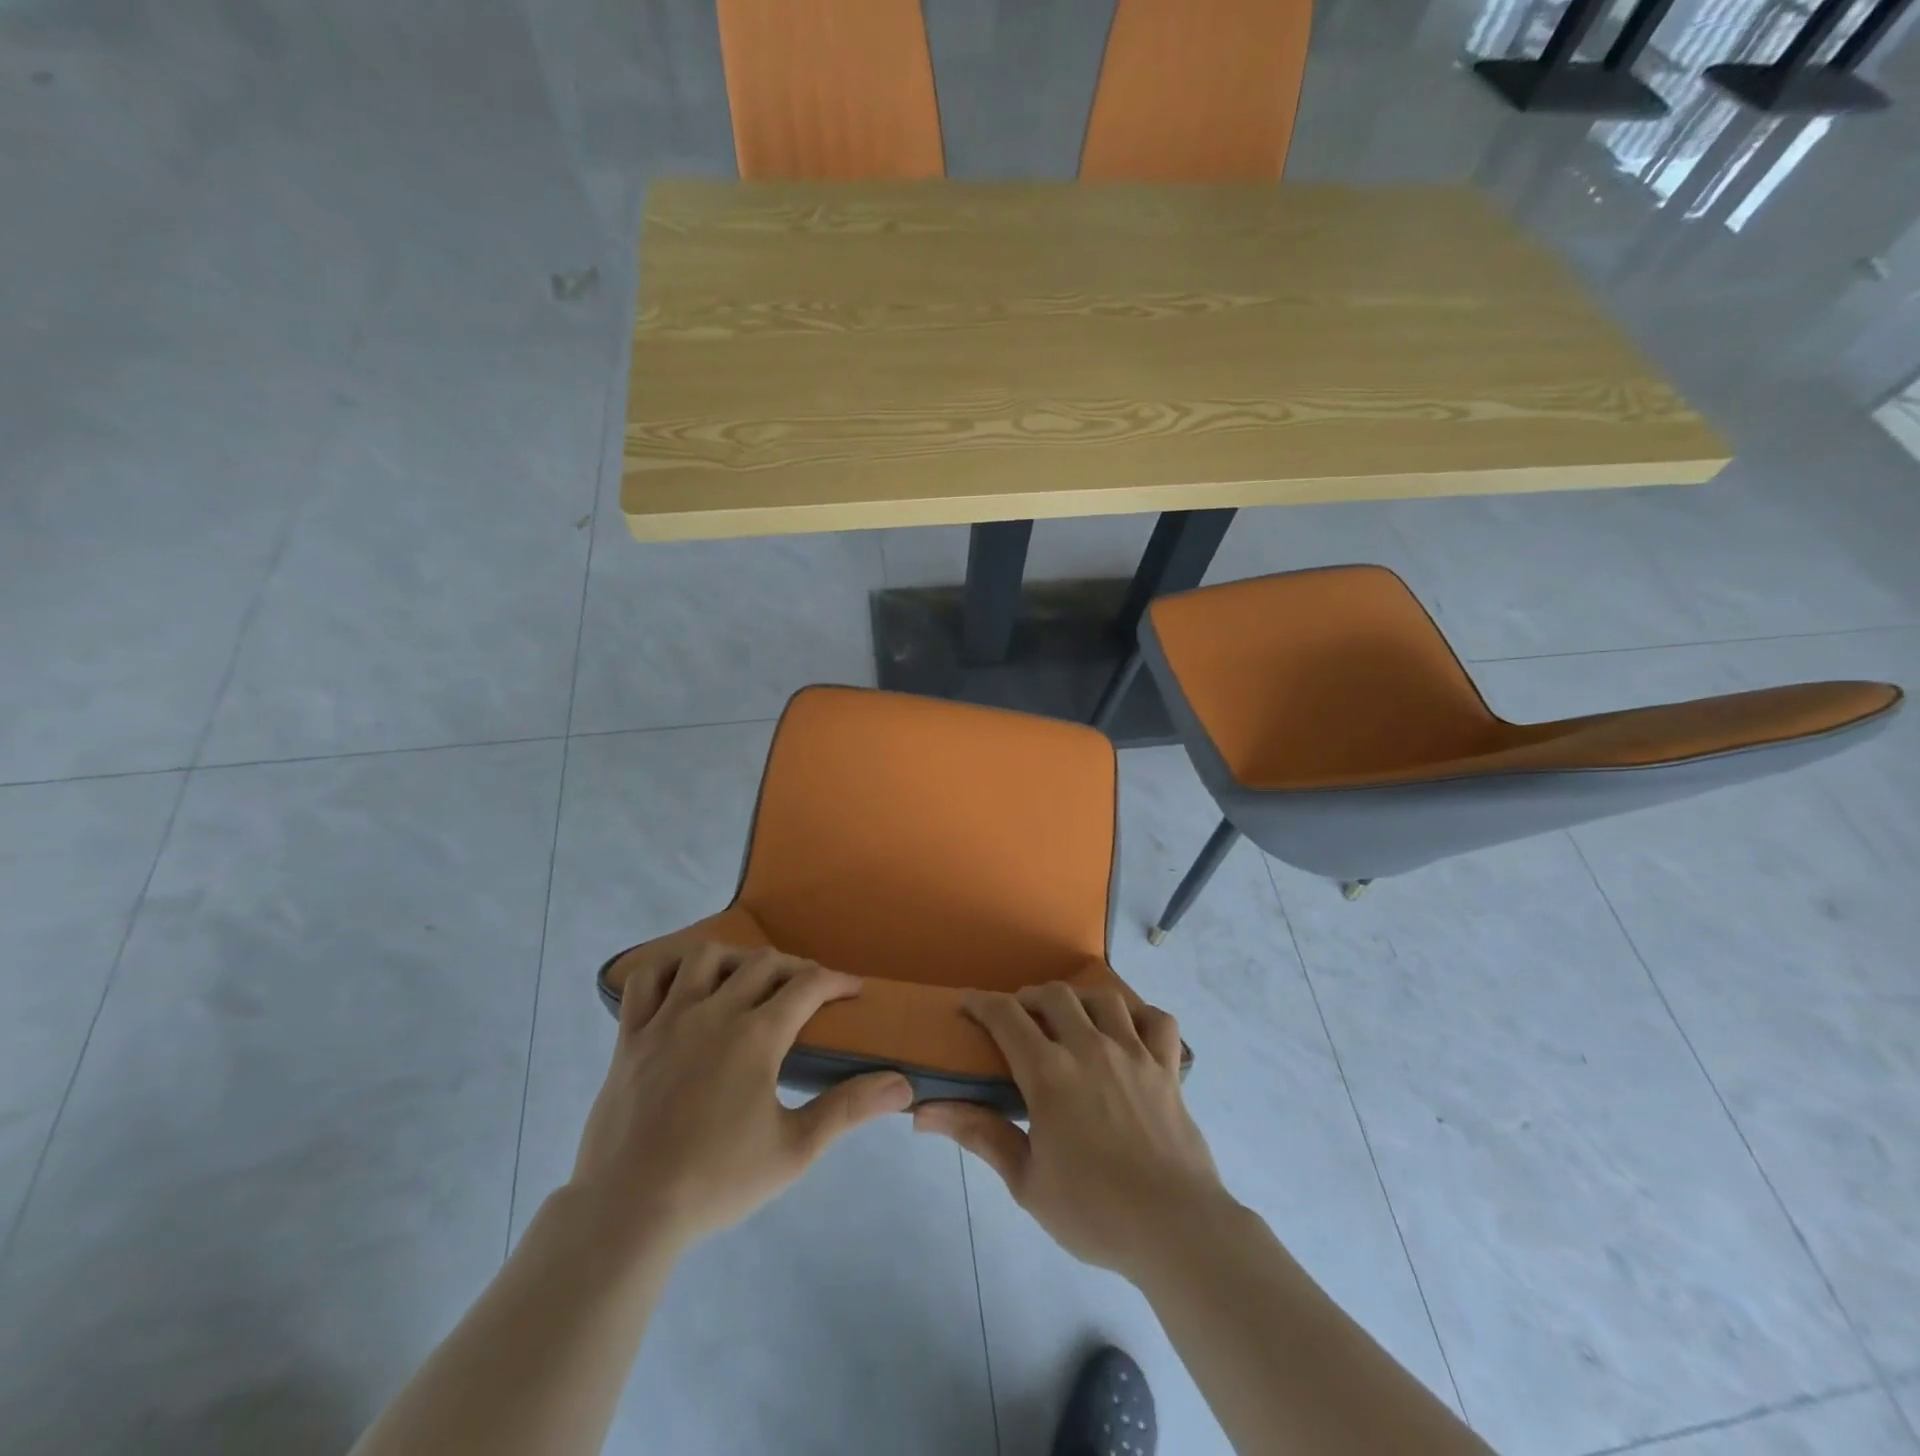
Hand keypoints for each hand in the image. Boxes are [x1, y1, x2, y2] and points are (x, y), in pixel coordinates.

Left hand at [569, 943, 913, 1257]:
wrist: (628, 1212)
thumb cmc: (716, 1181)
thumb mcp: (795, 1150)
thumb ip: (848, 1109)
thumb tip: (902, 1084)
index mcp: (757, 1035)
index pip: (808, 985)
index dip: (838, 981)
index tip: (854, 989)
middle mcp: (714, 1012)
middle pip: (763, 963)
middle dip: (795, 968)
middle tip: (808, 990)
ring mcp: (667, 1019)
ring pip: (705, 958)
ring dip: (735, 959)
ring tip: (746, 980)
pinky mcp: (631, 1036)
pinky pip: (645, 980)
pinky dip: (668, 969)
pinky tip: (683, 984)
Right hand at [913, 983, 1233, 1280]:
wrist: (1174, 1228)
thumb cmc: (1093, 1211)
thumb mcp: (1026, 1182)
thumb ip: (980, 1135)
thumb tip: (923, 1113)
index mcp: (1050, 1073)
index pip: (1006, 1017)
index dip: (981, 1003)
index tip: (967, 1005)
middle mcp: (1090, 1048)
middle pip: (1054, 995)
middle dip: (1029, 997)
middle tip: (1020, 1018)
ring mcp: (1133, 1053)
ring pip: (1104, 998)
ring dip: (1080, 999)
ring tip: (1071, 1018)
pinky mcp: (1168, 1068)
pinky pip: (1158, 1021)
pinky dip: (1141, 1016)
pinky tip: (1129, 1031)